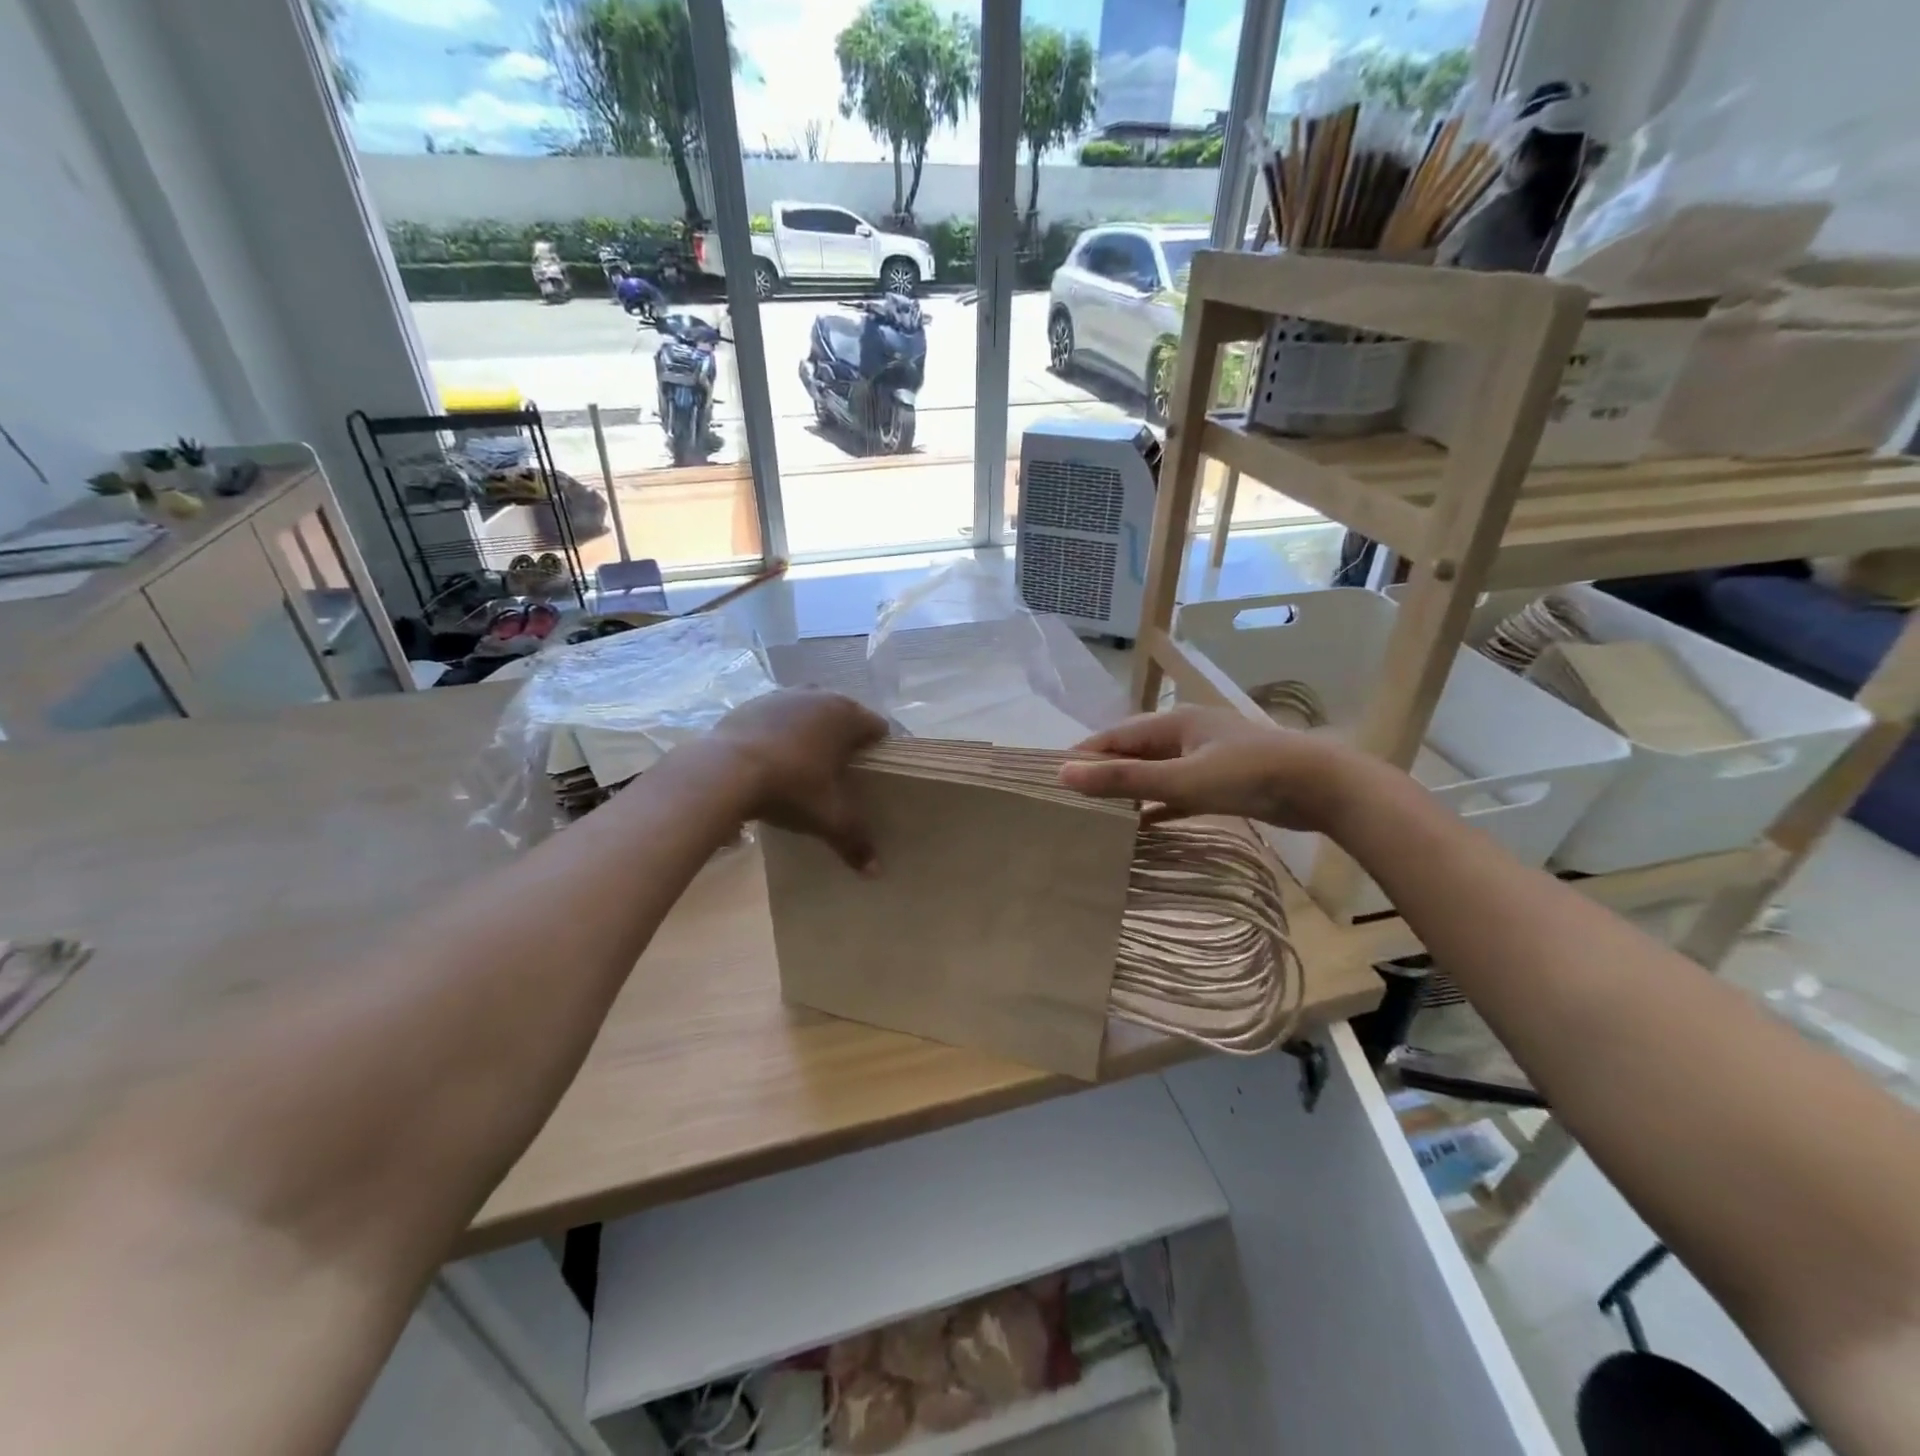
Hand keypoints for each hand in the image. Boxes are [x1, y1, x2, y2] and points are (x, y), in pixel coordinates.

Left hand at [712, 689, 887, 871]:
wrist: (724, 770)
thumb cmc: (789, 787)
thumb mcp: (827, 818)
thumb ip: (854, 840)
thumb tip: (876, 872)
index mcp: (846, 716)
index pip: (877, 727)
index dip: (878, 749)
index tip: (872, 771)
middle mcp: (818, 695)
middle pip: (843, 715)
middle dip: (844, 739)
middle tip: (839, 772)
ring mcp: (782, 696)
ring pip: (809, 712)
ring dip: (811, 731)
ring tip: (805, 764)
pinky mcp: (752, 703)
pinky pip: (777, 716)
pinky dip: (780, 732)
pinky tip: (771, 758)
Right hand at [1057, 705, 1364, 831]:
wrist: (1321, 788)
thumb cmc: (1248, 775)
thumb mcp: (1181, 778)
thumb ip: (1125, 779)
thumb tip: (1065, 774)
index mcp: (1173, 722)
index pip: (1114, 736)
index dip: (1083, 755)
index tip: (1051, 778)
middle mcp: (1185, 734)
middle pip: (1132, 752)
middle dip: (1102, 774)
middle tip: (1069, 801)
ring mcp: (1205, 758)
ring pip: (1155, 773)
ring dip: (1129, 792)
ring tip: (1095, 816)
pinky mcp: (1221, 782)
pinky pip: (1177, 793)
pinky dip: (1157, 807)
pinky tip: (1139, 828)